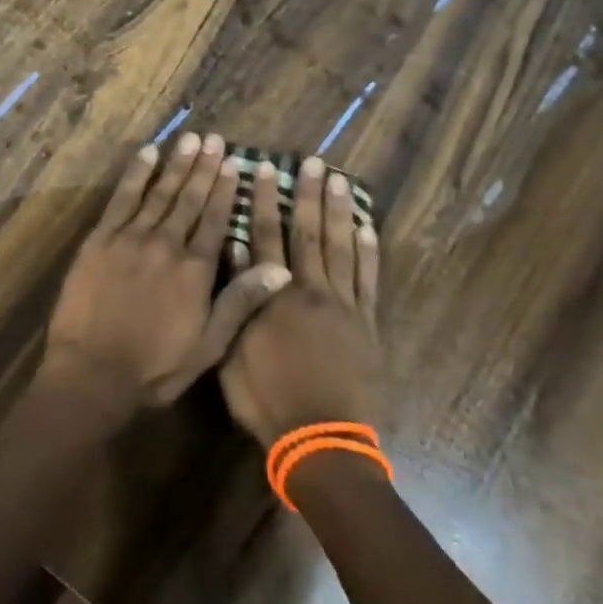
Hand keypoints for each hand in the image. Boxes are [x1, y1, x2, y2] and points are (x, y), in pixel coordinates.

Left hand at [43, 134, 291, 410]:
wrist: (92, 371)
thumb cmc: (154, 366)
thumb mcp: (208, 345)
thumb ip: (241, 302)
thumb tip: (280, 269)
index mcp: (196, 269)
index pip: (215, 219)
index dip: (225, 189)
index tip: (234, 162)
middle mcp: (167, 243)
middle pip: (190, 198)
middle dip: (204, 167)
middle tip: (213, 138)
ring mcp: (131, 237)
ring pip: (160, 192)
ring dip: (176, 164)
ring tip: (190, 139)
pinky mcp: (101, 239)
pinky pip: (122, 198)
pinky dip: (136, 173)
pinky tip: (147, 153)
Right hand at [219, 156, 382, 445]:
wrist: (323, 441)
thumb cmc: (269, 401)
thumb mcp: (233, 354)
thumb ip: (235, 302)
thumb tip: (232, 254)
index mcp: (274, 297)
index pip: (267, 237)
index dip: (264, 202)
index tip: (265, 170)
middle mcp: (310, 291)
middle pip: (309, 233)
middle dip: (308, 195)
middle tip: (313, 162)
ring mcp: (344, 306)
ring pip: (342, 248)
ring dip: (340, 212)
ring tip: (339, 180)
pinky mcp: (367, 324)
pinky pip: (369, 280)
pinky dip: (369, 252)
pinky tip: (367, 227)